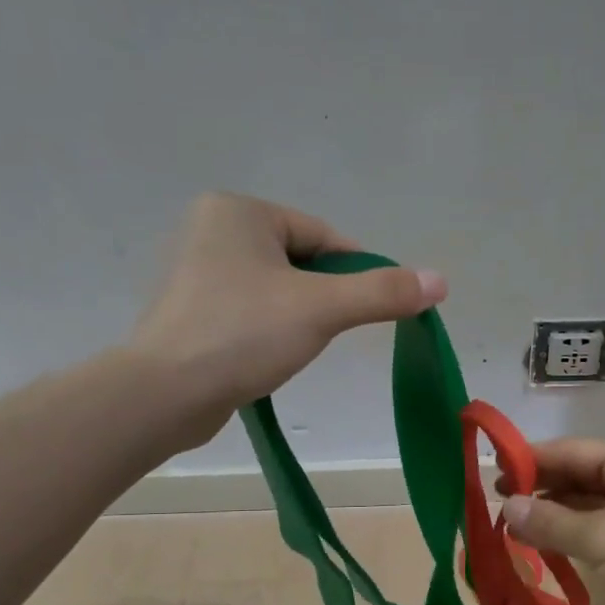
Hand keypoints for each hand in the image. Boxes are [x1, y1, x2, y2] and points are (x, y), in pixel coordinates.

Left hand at [133, 193, 445, 445]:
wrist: (163, 393)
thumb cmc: (242, 334)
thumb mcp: (322, 308)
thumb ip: (382, 292)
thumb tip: (441, 280)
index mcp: (238, 211)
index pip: (322, 236)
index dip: (356, 273)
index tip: (374, 309)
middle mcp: (211, 229)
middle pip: (300, 261)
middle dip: (323, 298)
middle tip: (325, 332)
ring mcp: (194, 270)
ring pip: (275, 288)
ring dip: (297, 316)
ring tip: (292, 348)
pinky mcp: (187, 310)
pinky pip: (248, 310)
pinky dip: (267, 329)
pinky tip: (266, 356)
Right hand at [500, 440, 604, 604]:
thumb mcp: (599, 539)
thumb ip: (549, 520)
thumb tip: (506, 506)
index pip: (572, 451)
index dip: (531, 459)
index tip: (493, 469)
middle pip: (578, 473)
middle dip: (539, 486)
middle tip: (496, 498)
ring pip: (584, 500)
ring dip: (550, 511)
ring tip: (510, 522)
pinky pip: (595, 523)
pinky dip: (568, 529)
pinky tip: (538, 539)